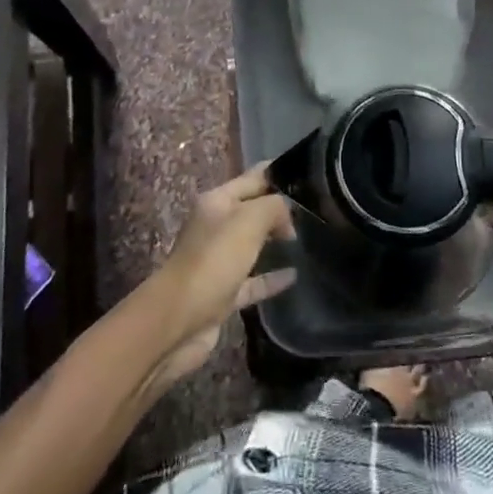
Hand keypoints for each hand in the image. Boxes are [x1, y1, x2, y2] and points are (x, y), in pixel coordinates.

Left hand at [140, 165, 296, 390]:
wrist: (179, 319)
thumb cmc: (214, 259)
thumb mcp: (249, 220)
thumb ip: (274, 207)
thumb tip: (287, 219)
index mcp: (216, 202)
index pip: (252, 179)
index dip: (277, 174)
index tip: (307, 174)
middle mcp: (215, 227)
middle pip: (251, 211)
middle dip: (278, 209)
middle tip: (314, 210)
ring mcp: (217, 261)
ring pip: (251, 245)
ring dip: (274, 242)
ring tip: (308, 239)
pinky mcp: (222, 293)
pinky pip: (252, 280)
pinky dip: (271, 278)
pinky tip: (294, 276)